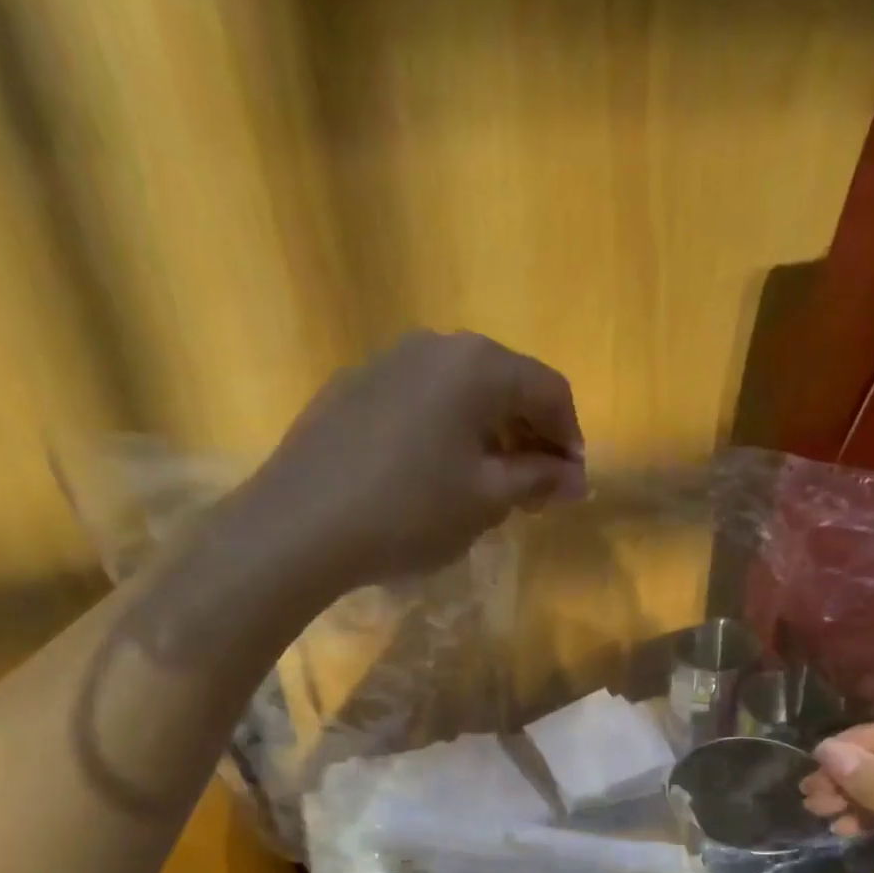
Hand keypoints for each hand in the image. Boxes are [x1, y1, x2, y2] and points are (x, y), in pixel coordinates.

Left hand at [250, 330, 584, 586]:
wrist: (298, 526)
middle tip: (535, 492)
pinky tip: (433, 475)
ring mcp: (385, 362)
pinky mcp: (351, 388)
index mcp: (477, 365)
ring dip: (487, 435)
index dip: (570, 439)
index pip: (549, 390)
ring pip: (459, 394)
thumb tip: (576, 478)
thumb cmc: (409, 511)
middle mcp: (433, 346)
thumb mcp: (486, 500)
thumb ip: (538, 480)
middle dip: (530, 437)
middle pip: (504, 385)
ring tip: (487, 487)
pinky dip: (444, 433)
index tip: (571, 486)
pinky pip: (419, 403)